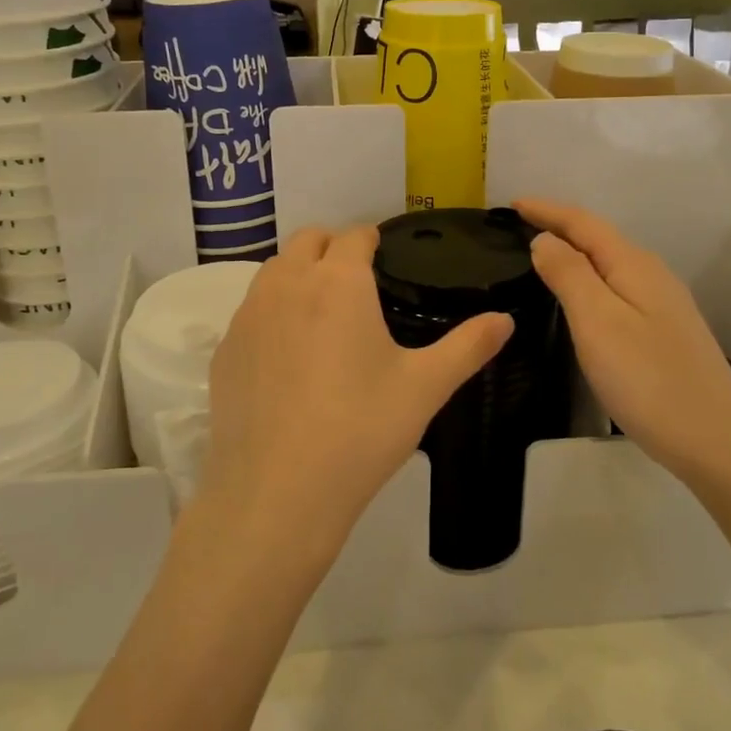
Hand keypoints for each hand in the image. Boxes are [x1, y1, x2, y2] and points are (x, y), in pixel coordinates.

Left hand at [200, 226, 513, 566]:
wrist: (276, 494)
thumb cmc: (360, 431)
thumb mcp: (425, 388)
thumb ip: (468, 346)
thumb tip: (506, 319)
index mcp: (338, 282)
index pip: (354, 236)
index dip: (372, 240)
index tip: (385, 257)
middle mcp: (287, 285)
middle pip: (307, 240)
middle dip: (332, 247)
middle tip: (357, 282)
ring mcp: (248, 316)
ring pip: (273, 271)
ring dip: (299, 274)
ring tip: (323, 314)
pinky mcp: (225, 350)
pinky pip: (250, 311)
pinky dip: (271, 313)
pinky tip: (288, 358)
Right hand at [517, 199, 730, 481]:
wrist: (716, 442)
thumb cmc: (647, 379)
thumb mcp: (597, 322)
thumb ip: (569, 274)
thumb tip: (545, 239)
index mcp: (633, 265)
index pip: (583, 223)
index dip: (546, 210)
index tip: (511, 203)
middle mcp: (652, 275)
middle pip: (599, 238)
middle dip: (560, 227)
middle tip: (519, 227)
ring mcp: (663, 305)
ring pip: (609, 265)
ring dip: (575, 254)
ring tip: (541, 257)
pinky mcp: (664, 332)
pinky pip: (618, 289)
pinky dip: (590, 281)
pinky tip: (580, 299)